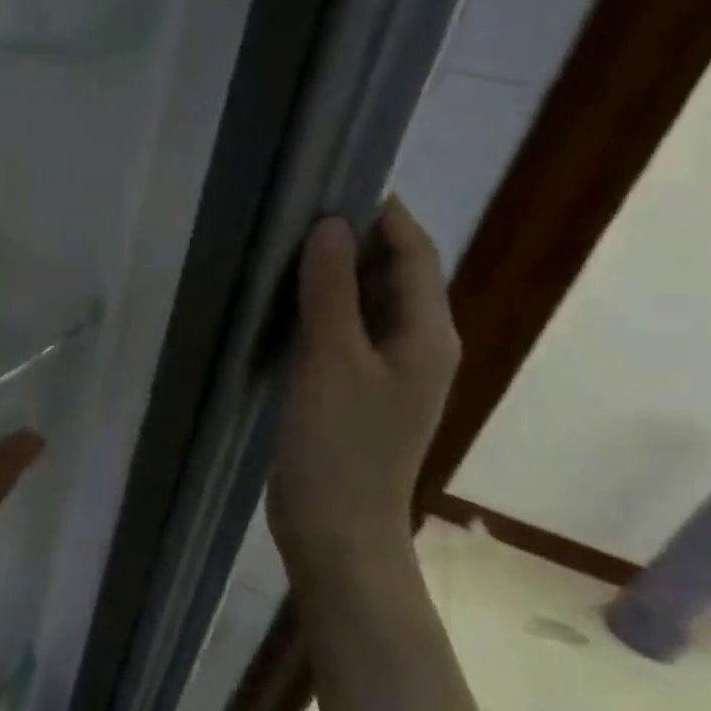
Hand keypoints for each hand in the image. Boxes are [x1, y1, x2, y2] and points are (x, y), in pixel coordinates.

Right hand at [268, 198, 459, 583]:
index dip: (383, 214)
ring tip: (285, 248)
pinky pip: (344, 336)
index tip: (336, 181)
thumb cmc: (339, 443)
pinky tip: (283, 306)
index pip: (414, 253)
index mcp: (428, 334)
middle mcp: (417, 347)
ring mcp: (387, 374)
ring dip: (334, 277)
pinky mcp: (357, 393)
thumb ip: (332, 289)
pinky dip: (321, 312)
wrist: (337, 529)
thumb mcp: (331, 358)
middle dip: (354, 240)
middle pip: (393, 276)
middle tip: (298, 212)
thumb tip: (332, 225)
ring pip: (366, 306)